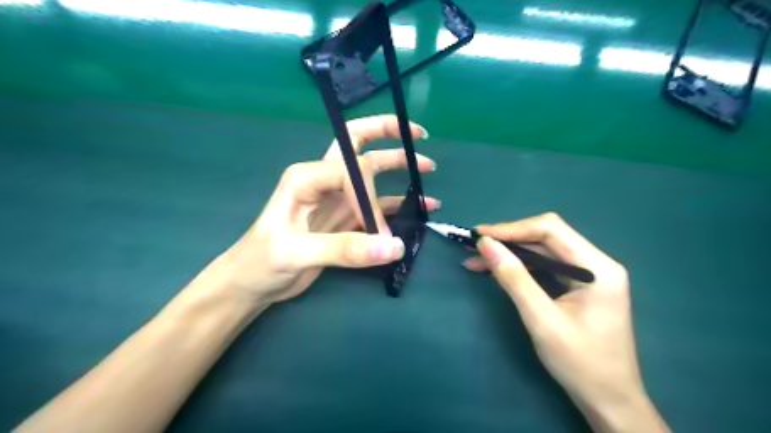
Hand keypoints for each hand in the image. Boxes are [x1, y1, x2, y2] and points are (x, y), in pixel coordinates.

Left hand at [193, 114, 438, 308]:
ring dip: (399, 167)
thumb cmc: (261, 262)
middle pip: (358, 145)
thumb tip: (394, 247)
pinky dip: (399, 204)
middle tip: (418, 134)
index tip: (379, 231)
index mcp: (307, 177)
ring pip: (372, 174)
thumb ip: (344, 249)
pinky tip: (421, 206)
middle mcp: (324, 180)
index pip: (352, 171)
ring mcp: (337, 199)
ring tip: (428, 168)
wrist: (252, 283)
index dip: (371, 199)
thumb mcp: (296, 253)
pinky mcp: (345, 219)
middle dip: (387, 134)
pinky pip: (377, 205)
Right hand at [463, 212, 668, 432]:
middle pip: (546, 237)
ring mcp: (589, 274)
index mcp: (598, 267)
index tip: (480, 235)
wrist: (609, 401)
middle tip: (474, 247)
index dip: (512, 228)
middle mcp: (597, 263)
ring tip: (476, 260)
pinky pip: (545, 267)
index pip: (551, 229)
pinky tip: (497, 271)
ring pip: (542, 251)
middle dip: (508, 240)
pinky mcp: (579, 285)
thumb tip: (485, 244)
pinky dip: (519, 267)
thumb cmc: (580, 363)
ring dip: (510, 253)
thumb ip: (513, 278)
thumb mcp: (541, 319)